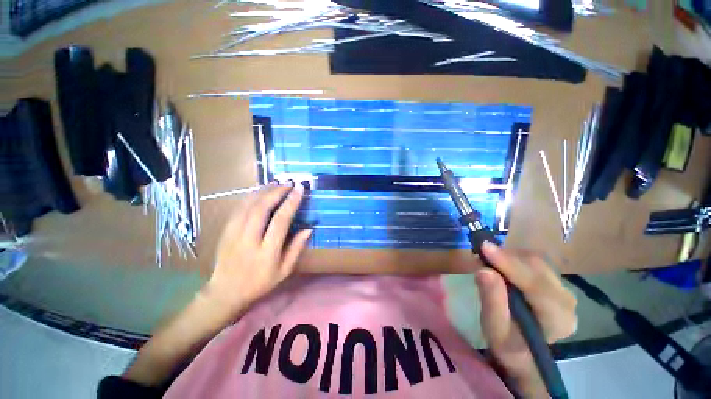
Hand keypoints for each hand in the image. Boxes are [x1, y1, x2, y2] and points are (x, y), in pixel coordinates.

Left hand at [204, 182, 311, 317]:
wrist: (225, 292)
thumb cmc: (260, 283)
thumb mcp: (284, 271)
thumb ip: (296, 248)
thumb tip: (309, 228)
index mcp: (267, 252)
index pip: (280, 221)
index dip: (291, 203)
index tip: (299, 189)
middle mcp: (249, 240)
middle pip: (262, 209)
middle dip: (277, 192)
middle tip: (288, 183)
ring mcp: (234, 234)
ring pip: (248, 206)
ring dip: (263, 191)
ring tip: (276, 183)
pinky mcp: (225, 231)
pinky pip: (238, 209)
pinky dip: (250, 197)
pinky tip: (259, 191)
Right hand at [474, 242, 576, 395]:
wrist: (521, 350)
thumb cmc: (506, 343)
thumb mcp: (494, 328)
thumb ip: (492, 300)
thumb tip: (483, 270)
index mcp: (558, 319)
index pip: (536, 285)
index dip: (509, 264)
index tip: (484, 247)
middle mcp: (567, 301)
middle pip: (537, 268)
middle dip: (506, 257)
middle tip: (479, 254)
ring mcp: (563, 289)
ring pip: (535, 261)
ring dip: (508, 256)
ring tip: (486, 261)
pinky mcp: (554, 281)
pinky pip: (533, 261)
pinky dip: (512, 258)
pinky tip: (498, 263)